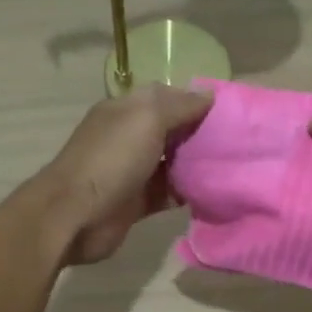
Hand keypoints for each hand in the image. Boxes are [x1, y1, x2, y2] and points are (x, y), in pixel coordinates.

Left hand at [32, 85, 213, 265]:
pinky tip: (213, 191)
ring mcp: (132, 170)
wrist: (75, 215)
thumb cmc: (111, 159)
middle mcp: (129, 136)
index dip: (194, 100)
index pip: (165, 96)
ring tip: (231, 164)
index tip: (227, 110)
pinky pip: (168, 192)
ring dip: (196, 163)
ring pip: (172, 161)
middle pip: (171, 129)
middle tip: (236, 139)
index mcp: (126, 110)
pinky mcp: (137, 201)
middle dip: (199, 132)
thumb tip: (209, 96)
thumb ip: (180, 106)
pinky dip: (187, 191)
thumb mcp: (147, 119)